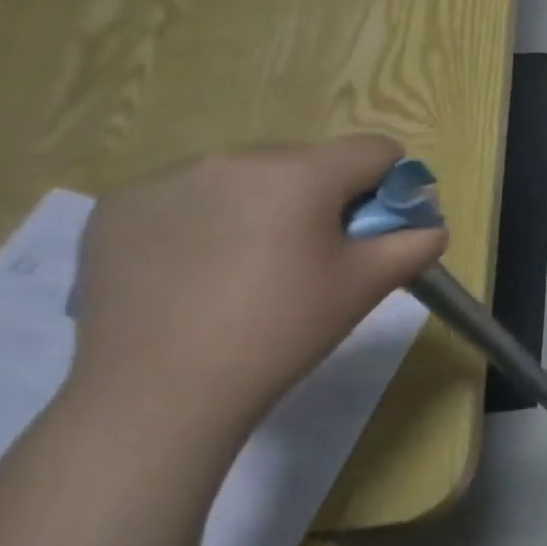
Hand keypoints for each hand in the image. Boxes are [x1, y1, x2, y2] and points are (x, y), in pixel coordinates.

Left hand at [65, 136, 446, 442]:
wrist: (158, 395)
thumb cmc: (282, 332)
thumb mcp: (367, 285)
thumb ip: (416, 242)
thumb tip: (428, 224)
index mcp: (301, 173)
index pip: (375, 150)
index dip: (390, 187)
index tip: (374, 232)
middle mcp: (234, 158)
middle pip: (309, 161)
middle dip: (323, 198)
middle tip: (312, 258)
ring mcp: (168, 179)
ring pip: (248, 176)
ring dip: (265, 206)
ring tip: (248, 268)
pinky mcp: (118, 207)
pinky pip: (189, 196)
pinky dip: (206, 221)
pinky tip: (197, 272)